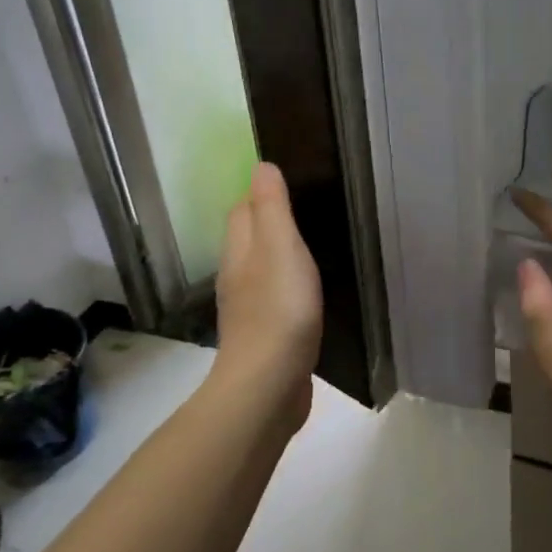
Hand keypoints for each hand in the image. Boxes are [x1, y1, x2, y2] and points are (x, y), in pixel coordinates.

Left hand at [214, 162, 322, 410]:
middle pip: (249, 238)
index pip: (243, 209)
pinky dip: (288, 288)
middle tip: (310, 212)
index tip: (293, 183)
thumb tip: (261, 166)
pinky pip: (275, 299)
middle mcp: (237, 275)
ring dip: (280, 256)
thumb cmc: (278, 309)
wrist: (268, 386)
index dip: (262, 193)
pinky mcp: (265, 336)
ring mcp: (248, 308)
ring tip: (314, 247)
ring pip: (262, 269)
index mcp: (239, 250)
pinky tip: (309, 294)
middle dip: (271, 222)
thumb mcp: (280, 247)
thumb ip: (272, 207)